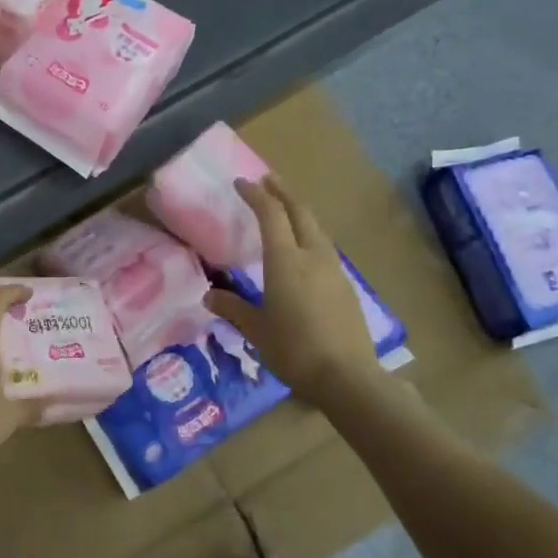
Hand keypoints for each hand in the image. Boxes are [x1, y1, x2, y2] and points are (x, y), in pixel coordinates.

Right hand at [205, 175, 388, 408]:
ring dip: (299, 212)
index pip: (270, 215)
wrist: (348, 377)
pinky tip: (304, 249)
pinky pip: (324, 248)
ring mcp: (334, 270)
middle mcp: (312, 256)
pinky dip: (309, 235)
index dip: (255, 195)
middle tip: (267, 180)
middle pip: (300, 212)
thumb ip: (233, 308)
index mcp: (286, 261)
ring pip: (316, 228)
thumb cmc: (294, 350)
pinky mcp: (346, 286)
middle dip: (283, 192)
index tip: (241, 182)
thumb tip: (209, 296)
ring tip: (285, 210)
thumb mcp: (256, 330)